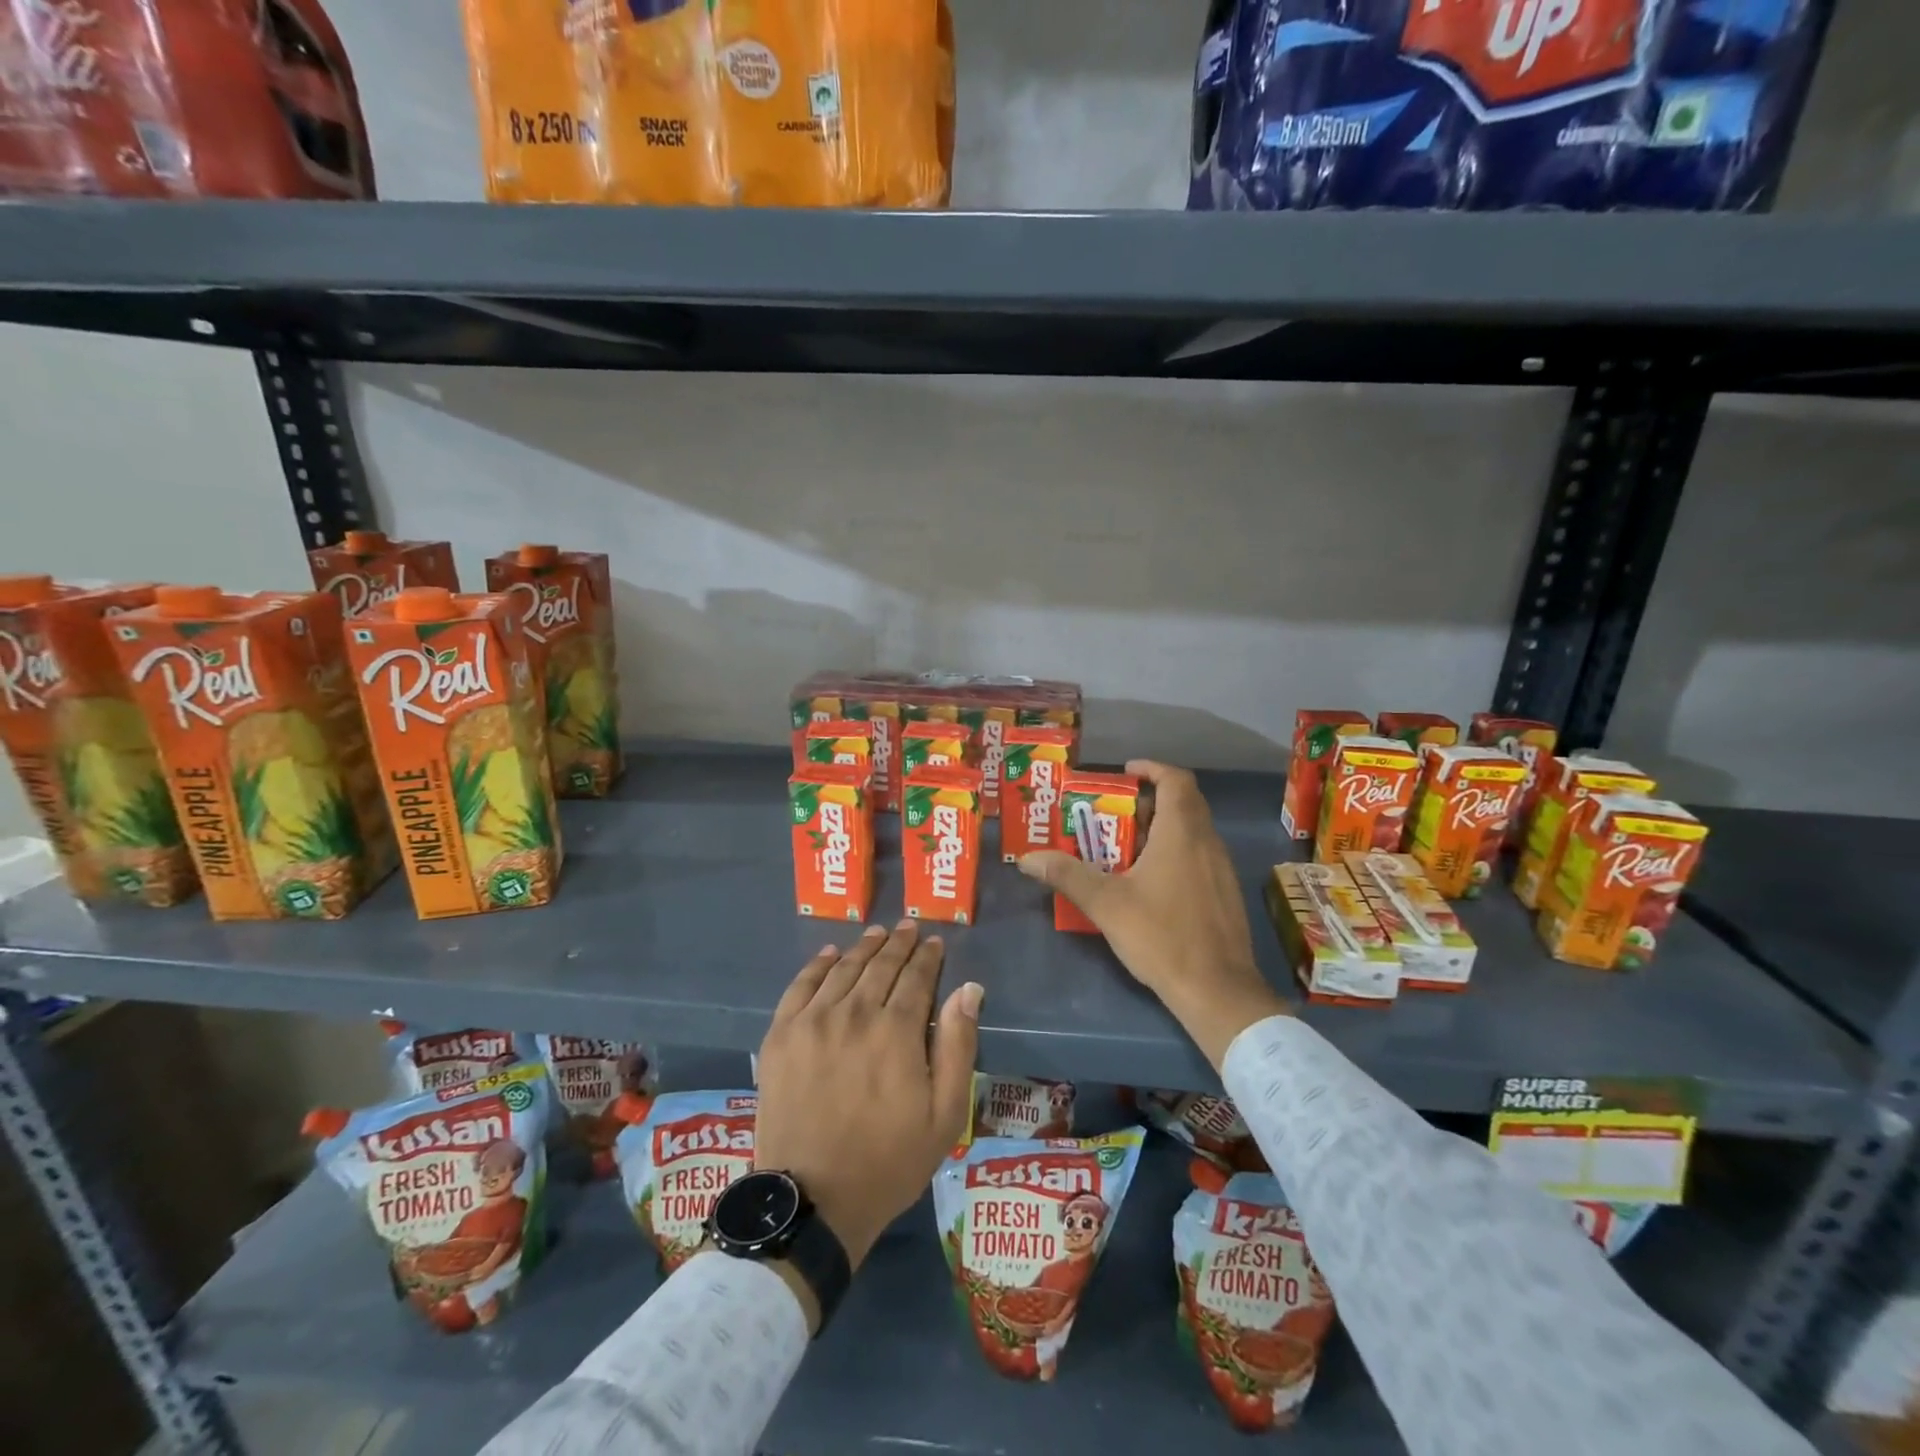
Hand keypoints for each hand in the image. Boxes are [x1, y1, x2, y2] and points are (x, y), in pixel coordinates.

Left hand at [755, 921, 981, 1271]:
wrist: (812, 1201)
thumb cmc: (889, 1161)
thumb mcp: (945, 1115)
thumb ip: (959, 1047)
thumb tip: (969, 990)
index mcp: (897, 1031)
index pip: (917, 977)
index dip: (928, 957)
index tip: (935, 943)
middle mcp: (855, 1013)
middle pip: (880, 965)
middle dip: (899, 944)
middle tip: (909, 928)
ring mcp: (813, 1021)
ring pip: (843, 968)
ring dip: (864, 947)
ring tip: (877, 934)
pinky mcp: (781, 1035)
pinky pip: (801, 985)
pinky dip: (818, 964)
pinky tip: (830, 954)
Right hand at [1019, 760, 1288, 1067]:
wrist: (1218, 990)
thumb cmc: (1161, 936)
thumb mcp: (1106, 904)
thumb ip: (1067, 875)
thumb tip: (1028, 858)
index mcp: (1182, 833)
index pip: (1176, 780)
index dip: (1151, 769)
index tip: (1125, 773)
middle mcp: (1207, 842)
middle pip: (1183, 803)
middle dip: (1148, 801)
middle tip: (1113, 813)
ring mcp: (1221, 868)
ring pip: (1192, 831)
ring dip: (1160, 829)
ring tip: (1123, 847)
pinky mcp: (1225, 893)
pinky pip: (1199, 855)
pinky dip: (1174, 852)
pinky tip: (1150, 882)